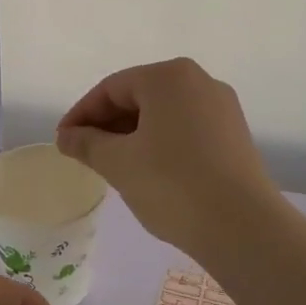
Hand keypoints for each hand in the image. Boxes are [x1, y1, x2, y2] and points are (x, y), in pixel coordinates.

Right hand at [56, 57, 279, 255]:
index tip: (63, 141)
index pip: (111, 88)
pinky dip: (159, 143)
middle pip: (139, 96)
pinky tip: (147, 170)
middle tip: (84, 153)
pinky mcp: (234, 135)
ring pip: (162, 114)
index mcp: (168, 77)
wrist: (243, 227)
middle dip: (107, 124)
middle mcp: (199, 82)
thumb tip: (66, 136)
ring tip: (111, 164)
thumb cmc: (172, 184)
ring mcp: (221, 108)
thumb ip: (86, 143)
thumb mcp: (118, 163)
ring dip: (132, 134)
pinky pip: (185, 129)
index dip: (81, 114)